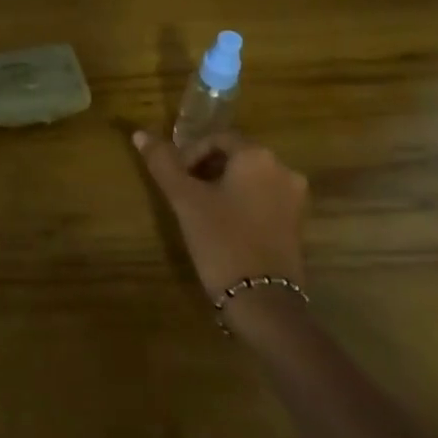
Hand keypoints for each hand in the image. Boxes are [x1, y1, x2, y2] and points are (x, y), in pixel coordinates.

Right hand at [133, 130, 308, 299]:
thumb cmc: (221, 240)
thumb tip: (139, 134)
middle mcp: (283, 169)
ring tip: (201, 210)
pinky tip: (224, 226)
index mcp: (257, 156)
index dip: (190, 154)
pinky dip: (242, 203)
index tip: (176, 179)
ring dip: (223, 186)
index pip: (217, 138)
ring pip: (250, 178)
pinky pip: (264, 199)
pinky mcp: (298, 224)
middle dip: (207, 169)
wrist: (263, 303)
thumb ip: (163, 163)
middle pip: (236, 156)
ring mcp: (295, 199)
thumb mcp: (185, 199)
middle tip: (185, 193)